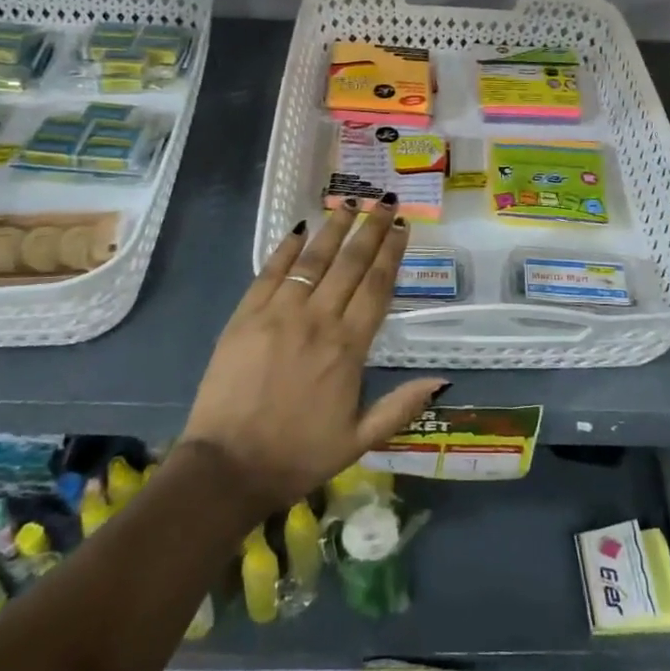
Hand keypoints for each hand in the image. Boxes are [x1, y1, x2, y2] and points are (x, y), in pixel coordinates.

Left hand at [181, 197, 446, 513]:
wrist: (227, 468)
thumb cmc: (297, 456)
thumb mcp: (358, 441)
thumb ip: (400, 407)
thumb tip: (442, 380)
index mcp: (347, 349)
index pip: (376, 287)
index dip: (391, 253)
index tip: (403, 227)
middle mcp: (317, 320)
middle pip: (349, 264)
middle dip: (370, 229)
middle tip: (384, 202)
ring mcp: (278, 314)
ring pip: (312, 260)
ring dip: (333, 228)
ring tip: (349, 201)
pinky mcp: (245, 316)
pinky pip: (270, 272)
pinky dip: (286, 248)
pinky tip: (300, 229)